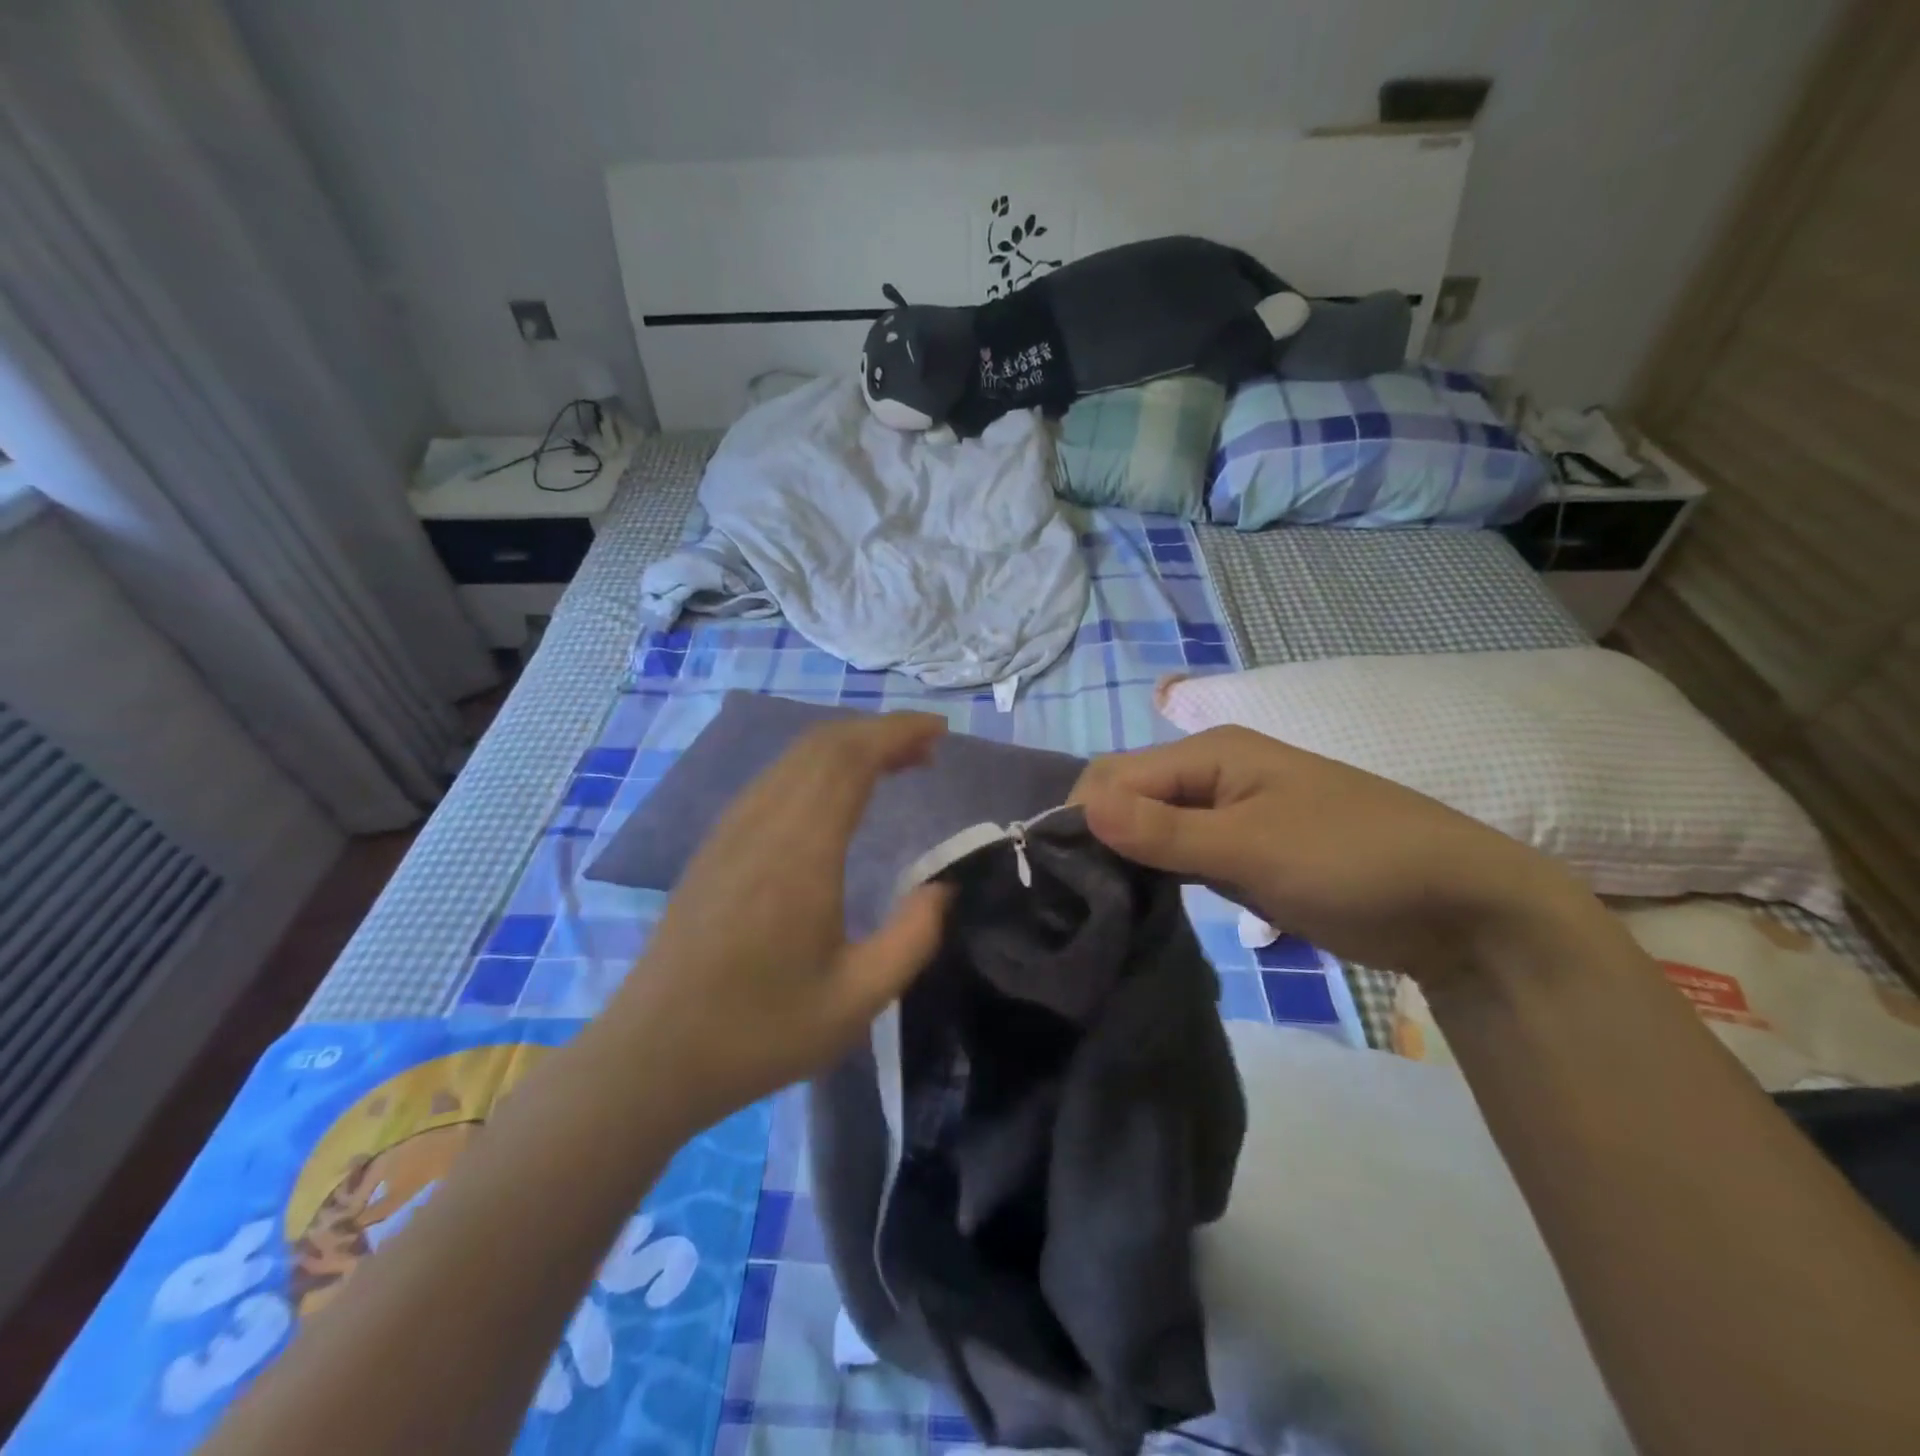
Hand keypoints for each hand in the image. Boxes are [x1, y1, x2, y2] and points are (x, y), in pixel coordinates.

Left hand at [617, 713, 951, 1129]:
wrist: (654, 1055)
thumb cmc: (760, 1032)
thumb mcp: (857, 1000)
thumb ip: (914, 937)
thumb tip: (945, 887)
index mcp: (801, 852)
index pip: (850, 758)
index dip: (897, 732)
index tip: (940, 731)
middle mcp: (763, 823)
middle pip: (824, 744)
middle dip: (880, 732)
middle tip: (927, 748)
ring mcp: (732, 828)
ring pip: (796, 757)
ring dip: (849, 746)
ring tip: (894, 764)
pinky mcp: (717, 843)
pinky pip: (775, 778)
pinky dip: (818, 767)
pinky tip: (838, 796)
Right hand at [1072, 725, 1604, 987]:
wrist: (1459, 908)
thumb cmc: (1355, 861)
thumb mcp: (1254, 846)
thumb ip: (1164, 830)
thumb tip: (1079, 806)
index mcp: (1210, 754)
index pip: (1114, 775)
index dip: (1081, 819)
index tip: (1062, 879)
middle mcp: (1209, 777)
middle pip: (1127, 800)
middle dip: (1098, 841)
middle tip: (1078, 904)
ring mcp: (1225, 817)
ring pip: (1148, 831)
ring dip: (1123, 863)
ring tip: (1097, 911)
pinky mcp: (1238, 855)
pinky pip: (1177, 857)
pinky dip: (1154, 878)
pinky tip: (1136, 908)